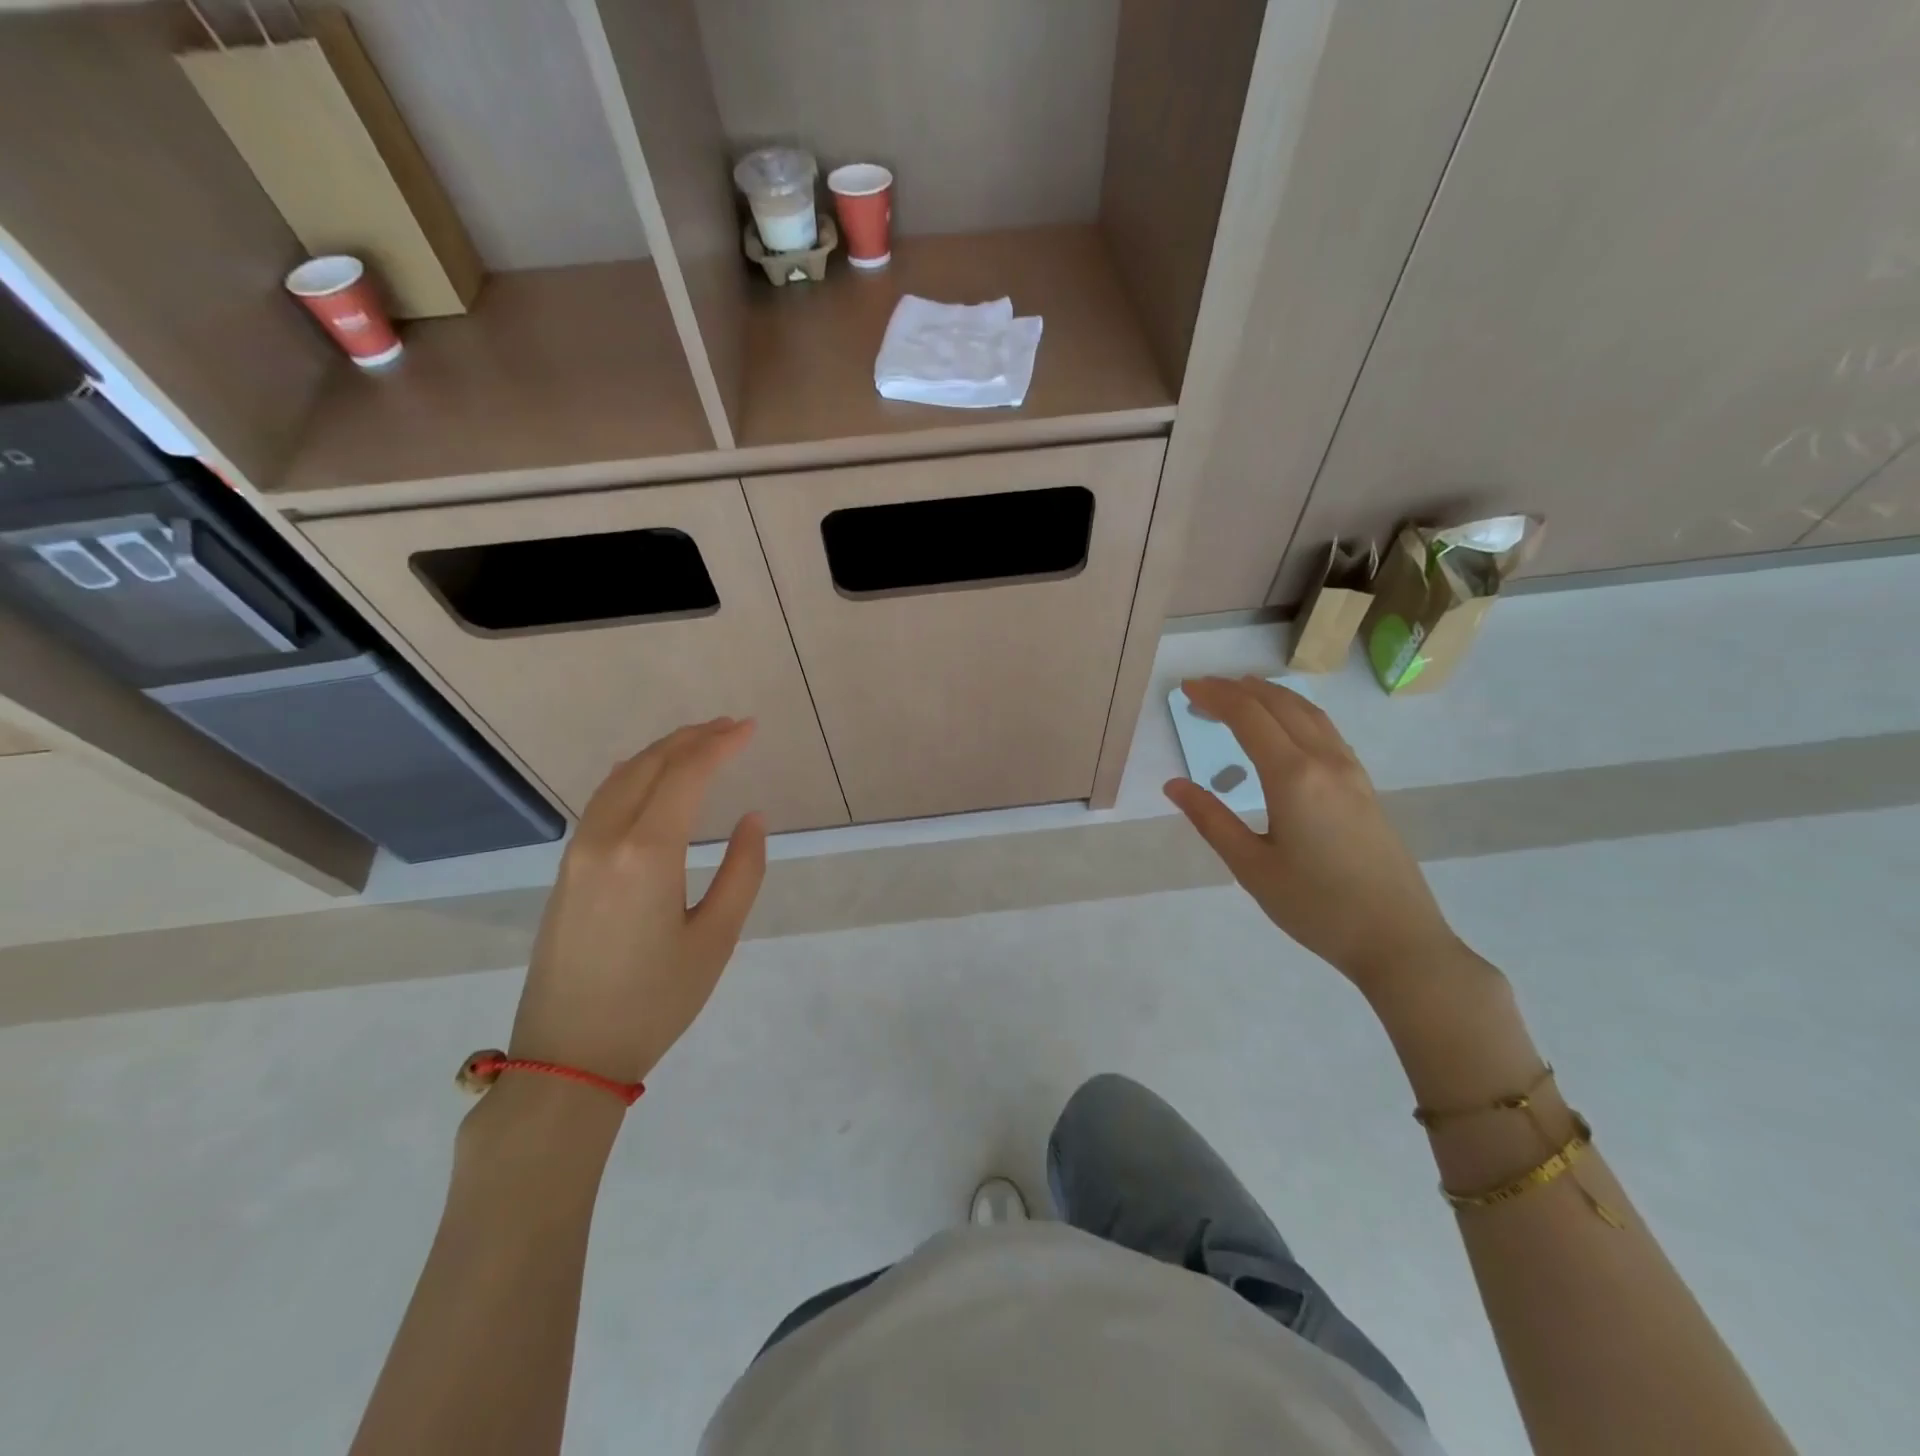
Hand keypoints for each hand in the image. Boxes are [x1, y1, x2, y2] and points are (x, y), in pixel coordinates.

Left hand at [507, 717, 766, 1084]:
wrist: (569, 1056)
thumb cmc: (655, 1001)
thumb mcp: (716, 938)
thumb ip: (743, 871)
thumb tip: (751, 818)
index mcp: (647, 853)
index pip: (686, 775)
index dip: (720, 745)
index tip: (749, 728)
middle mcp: (605, 839)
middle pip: (649, 766)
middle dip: (691, 738)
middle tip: (730, 726)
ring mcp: (577, 853)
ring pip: (620, 779)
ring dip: (661, 753)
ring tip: (698, 743)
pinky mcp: (566, 870)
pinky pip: (602, 802)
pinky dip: (634, 776)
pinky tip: (651, 778)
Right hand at [1164, 677, 1465, 994]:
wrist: (1398, 940)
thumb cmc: (1316, 907)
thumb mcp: (1251, 867)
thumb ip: (1211, 820)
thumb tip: (1174, 785)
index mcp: (1293, 777)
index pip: (1248, 717)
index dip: (1215, 696)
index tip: (1186, 689)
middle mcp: (1325, 762)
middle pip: (1279, 705)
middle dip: (1238, 690)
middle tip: (1203, 690)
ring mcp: (1351, 772)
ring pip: (1308, 713)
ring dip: (1271, 695)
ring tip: (1241, 692)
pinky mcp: (1364, 787)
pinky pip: (1326, 730)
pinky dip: (1296, 713)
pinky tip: (1286, 727)